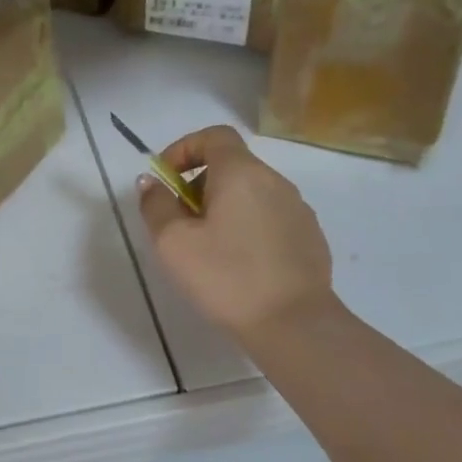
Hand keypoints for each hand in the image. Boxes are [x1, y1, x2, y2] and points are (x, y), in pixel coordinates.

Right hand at [136, 125, 335, 339]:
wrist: (294, 325)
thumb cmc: (226, 277)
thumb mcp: (173, 243)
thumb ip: (156, 205)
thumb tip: (151, 183)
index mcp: (242, 174)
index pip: (213, 136)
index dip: (184, 149)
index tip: (165, 180)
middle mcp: (275, 182)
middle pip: (231, 165)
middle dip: (198, 184)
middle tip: (178, 221)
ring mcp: (298, 210)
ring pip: (250, 193)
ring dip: (222, 207)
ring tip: (206, 247)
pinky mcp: (310, 238)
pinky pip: (269, 218)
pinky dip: (246, 226)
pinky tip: (238, 264)